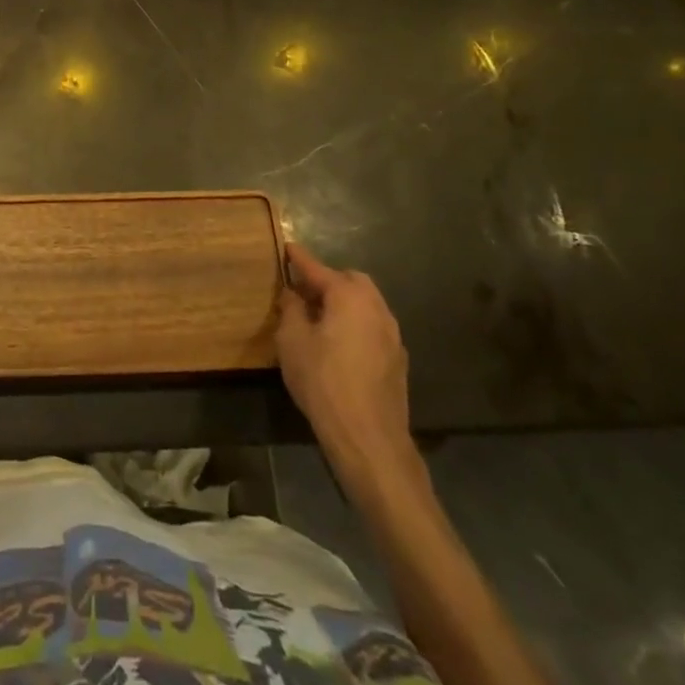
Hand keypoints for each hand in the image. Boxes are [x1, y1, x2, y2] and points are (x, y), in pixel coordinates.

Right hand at [276, 242, 416, 491]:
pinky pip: (372, 327)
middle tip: (302, 291)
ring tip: (318, 318)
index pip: (317, 268)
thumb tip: (293, 293)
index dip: (298, 258)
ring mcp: (392, 334)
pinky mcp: (397, 360)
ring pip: (365, 304)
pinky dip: (355, 324)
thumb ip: (291, 309)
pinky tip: (339, 345)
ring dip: (343, 303)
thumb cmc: (323, 381)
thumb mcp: (292, 341)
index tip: (286, 247)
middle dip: (327, 281)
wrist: (368, 437)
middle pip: (350, 281)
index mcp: (349, 296)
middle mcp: (376, 307)